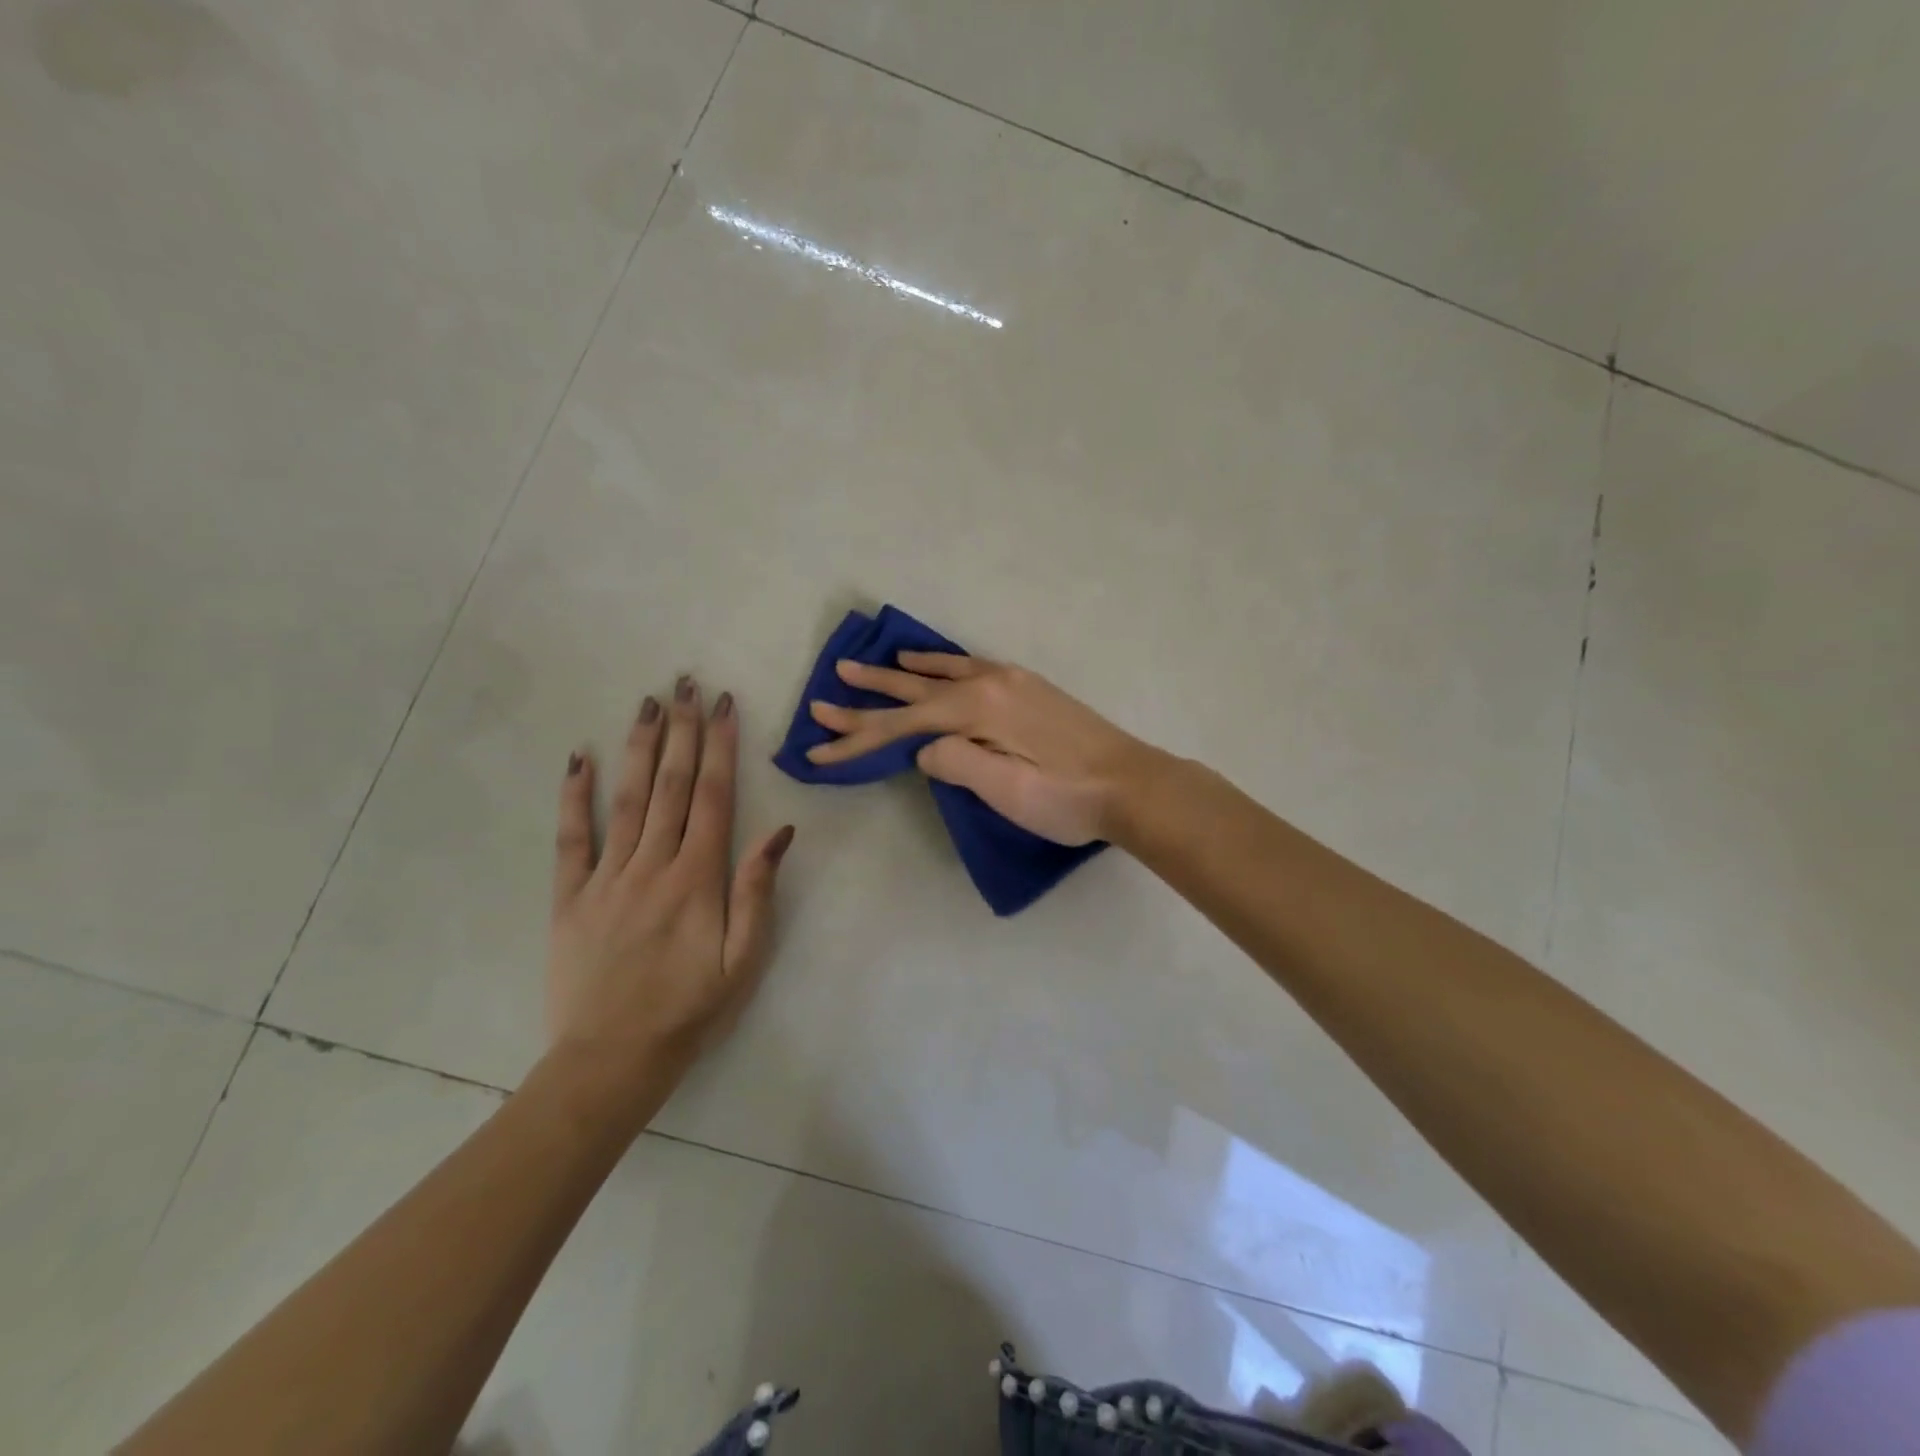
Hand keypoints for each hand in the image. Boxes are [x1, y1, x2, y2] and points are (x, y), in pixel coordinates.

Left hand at [548, 677, 793, 1107]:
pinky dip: (573, 796)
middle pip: (669, 784)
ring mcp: (606, 877)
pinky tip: (577, 758)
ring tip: (648, 703)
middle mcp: (652, 864)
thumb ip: (758, 891)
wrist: (612, 1058)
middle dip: (682, 730)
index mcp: (698, 878)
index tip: (722, 705)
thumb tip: (779, 832)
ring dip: (638, 746)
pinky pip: (570, 838)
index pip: (712, 796)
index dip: (719, 747)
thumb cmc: (691, 1008)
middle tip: (685, 683)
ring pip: (625, 799)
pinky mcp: (569, 896)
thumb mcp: (744, 958)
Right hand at [805, 654, 1150, 844]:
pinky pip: (969, 665)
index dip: (858, 739)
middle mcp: (988, 683)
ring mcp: (1010, 681)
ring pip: (940, 673)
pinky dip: (941, 662)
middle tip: (825, 694)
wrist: (1133, 785)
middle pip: (914, 692)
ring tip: (867, 664)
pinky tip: (932, 661)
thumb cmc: (1068, 797)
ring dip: (900, 672)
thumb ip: (956, 763)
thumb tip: (926, 749)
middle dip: (867, 698)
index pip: (902, 726)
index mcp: (978, 709)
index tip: (817, 749)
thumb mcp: (1007, 790)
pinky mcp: (1027, 687)